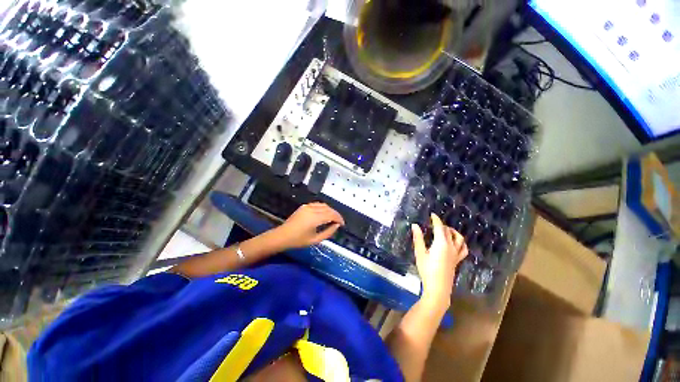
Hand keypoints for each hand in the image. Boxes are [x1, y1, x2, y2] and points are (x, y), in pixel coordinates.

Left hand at [276, 203, 344, 248]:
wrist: (282, 236)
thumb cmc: (298, 241)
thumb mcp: (315, 240)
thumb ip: (328, 232)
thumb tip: (337, 225)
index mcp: (315, 218)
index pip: (331, 215)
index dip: (339, 218)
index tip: (343, 224)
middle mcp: (312, 209)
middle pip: (329, 209)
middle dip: (336, 214)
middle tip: (339, 222)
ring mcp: (307, 206)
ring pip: (324, 205)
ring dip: (330, 210)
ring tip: (333, 218)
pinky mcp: (304, 206)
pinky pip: (317, 205)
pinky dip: (324, 208)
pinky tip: (324, 214)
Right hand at [411, 213, 468, 309]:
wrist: (438, 288)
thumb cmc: (427, 270)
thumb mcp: (420, 253)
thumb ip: (418, 238)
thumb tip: (415, 225)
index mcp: (441, 244)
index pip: (440, 227)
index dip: (436, 219)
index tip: (432, 214)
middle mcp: (451, 247)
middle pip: (449, 232)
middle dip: (442, 225)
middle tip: (434, 223)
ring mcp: (456, 254)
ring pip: (459, 239)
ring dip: (453, 232)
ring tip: (447, 230)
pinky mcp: (457, 261)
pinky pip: (463, 249)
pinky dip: (461, 243)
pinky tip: (456, 243)